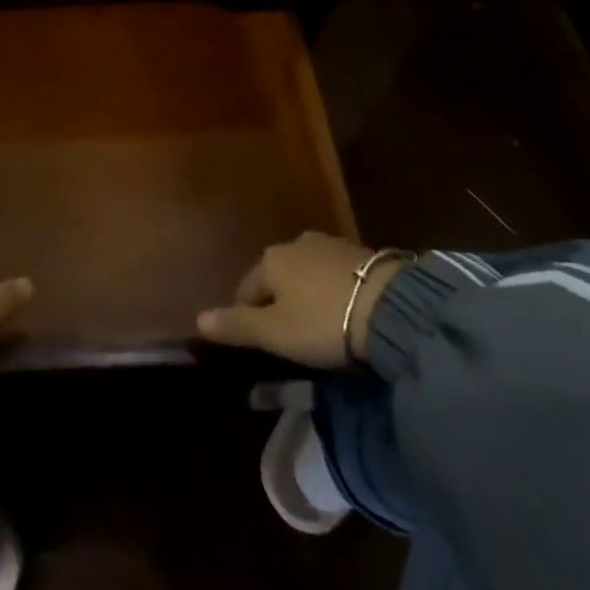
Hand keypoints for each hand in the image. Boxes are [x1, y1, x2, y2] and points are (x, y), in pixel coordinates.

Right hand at [197, 232, 399, 368]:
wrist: (391, 307)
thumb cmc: (323, 321)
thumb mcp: (275, 333)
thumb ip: (236, 325)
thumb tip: (197, 319)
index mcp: (269, 260)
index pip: (246, 290)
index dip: (248, 318)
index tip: (260, 345)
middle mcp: (294, 244)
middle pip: (276, 278)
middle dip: (279, 303)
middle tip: (292, 337)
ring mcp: (328, 244)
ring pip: (306, 273)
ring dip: (307, 294)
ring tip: (320, 324)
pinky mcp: (360, 252)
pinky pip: (334, 273)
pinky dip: (332, 290)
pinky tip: (344, 310)